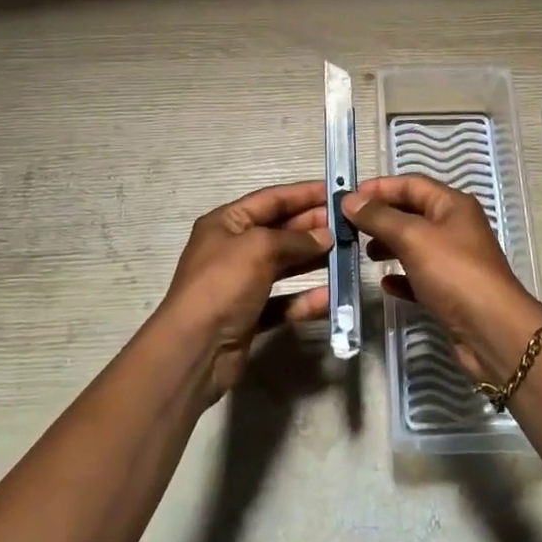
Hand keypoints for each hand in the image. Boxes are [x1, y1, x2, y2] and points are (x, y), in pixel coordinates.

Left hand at [158, 181, 332, 400]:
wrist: (194, 349)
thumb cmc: (223, 284)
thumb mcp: (259, 248)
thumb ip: (295, 239)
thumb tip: (325, 236)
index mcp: (226, 223)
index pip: (271, 199)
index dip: (304, 193)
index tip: (337, 191)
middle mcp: (233, 248)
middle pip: (279, 230)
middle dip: (312, 226)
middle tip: (347, 225)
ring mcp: (241, 283)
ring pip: (284, 265)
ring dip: (313, 260)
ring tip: (346, 255)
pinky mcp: (251, 314)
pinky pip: (284, 300)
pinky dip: (305, 299)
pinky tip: (330, 298)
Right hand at [342, 175, 541, 382]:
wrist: (492, 331)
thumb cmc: (454, 273)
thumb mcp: (413, 237)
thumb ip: (380, 217)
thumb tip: (349, 200)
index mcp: (452, 205)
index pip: (411, 184)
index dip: (379, 188)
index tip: (348, 198)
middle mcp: (455, 227)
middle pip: (411, 212)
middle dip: (381, 216)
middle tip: (348, 226)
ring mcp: (454, 260)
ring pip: (414, 244)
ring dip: (388, 245)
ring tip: (363, 253)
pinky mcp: (450, 291)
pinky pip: (419, 276)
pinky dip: (401, 276)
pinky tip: (384, 284)